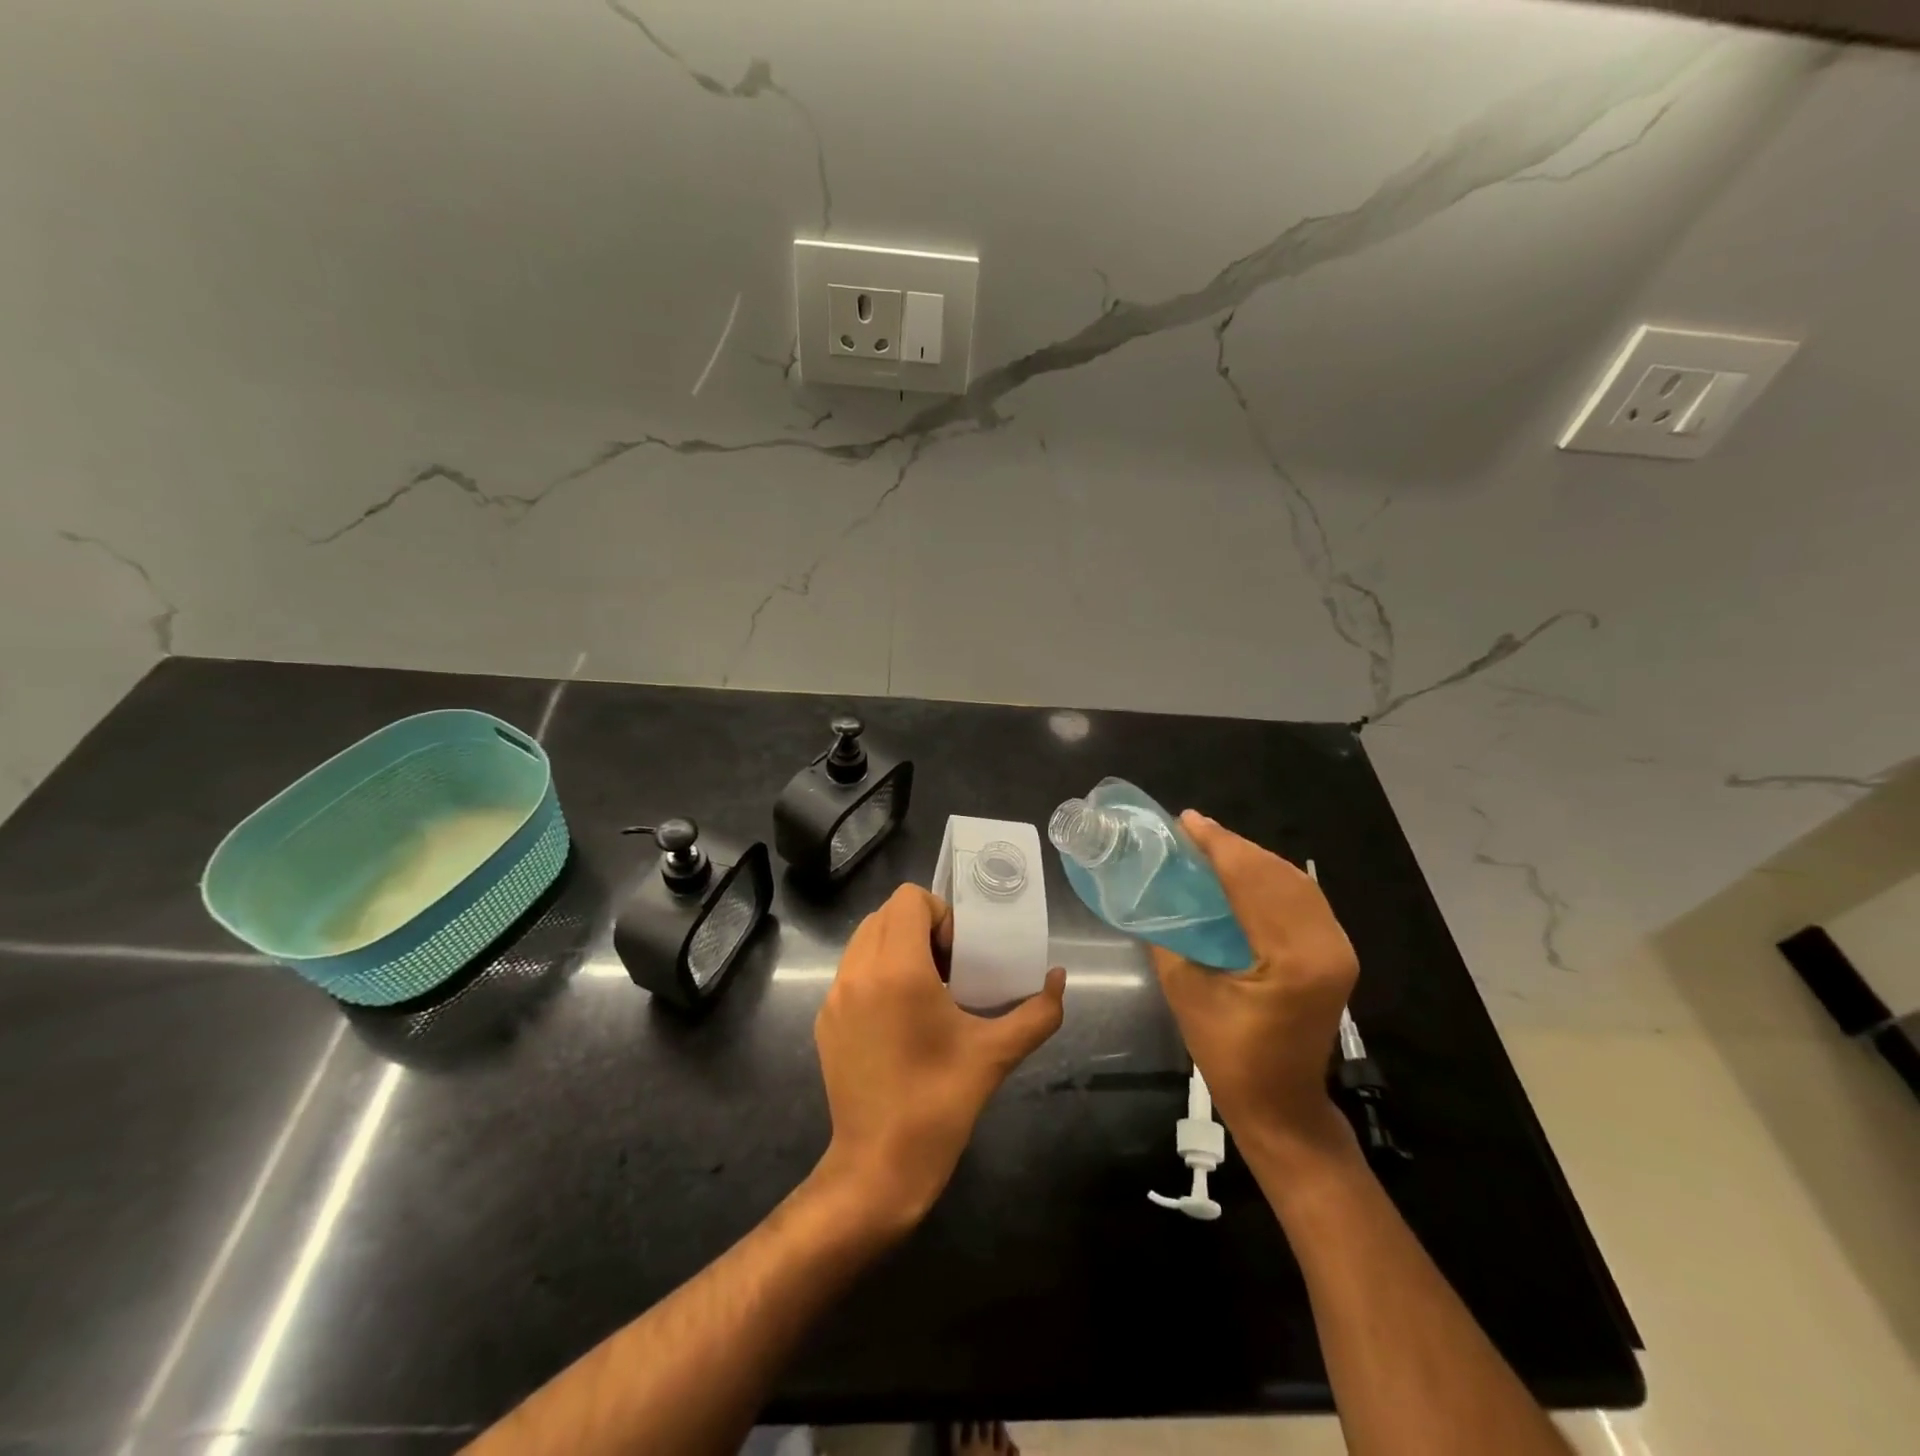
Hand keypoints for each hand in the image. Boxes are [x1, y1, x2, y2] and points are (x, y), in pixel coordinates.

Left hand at [814, 885, 1065, 1228]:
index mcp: (898, 970)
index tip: (959, 953)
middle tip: (948, 967)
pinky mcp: (825, 1019)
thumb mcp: (996, 1055)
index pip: (908, 898)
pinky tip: (899, 1019)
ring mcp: (835, 996)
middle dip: (920, 927)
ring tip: (925, 990)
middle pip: (885, 913)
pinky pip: (851, 971)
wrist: (878, 1168)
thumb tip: (1058, 978)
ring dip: (896, 947)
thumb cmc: (939, 1104)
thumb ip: (1037, 1012)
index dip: (940, 913)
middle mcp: (858, 971)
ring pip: (864, 939)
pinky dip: (876, 973)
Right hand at [1149, 812, 1357, 1160]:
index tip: (1186, 820)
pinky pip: (1303, 898)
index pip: (1251, 881)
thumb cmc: (1229, 1056)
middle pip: (1277, 874)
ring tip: (1211, 845)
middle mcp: (1326, 946)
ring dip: (1252, 859)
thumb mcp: (1187, 993)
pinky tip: (1242, 873)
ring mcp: (1338, 949)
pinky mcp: (1337, 954)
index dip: (1217, 845)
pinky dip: (1270, 878)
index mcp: (1291, 959)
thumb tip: (1155, 894)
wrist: (1282, 1105)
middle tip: (1192, 830)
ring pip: (1294, 882)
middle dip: (1233, 846)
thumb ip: (1171, 937)